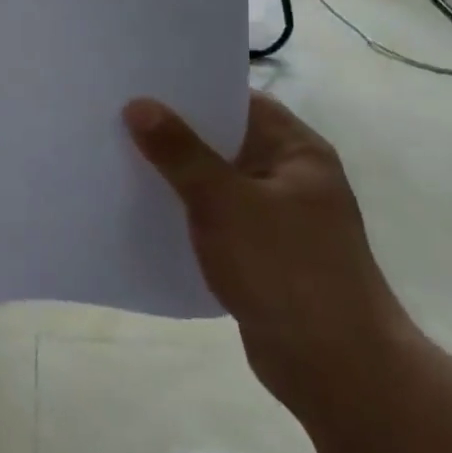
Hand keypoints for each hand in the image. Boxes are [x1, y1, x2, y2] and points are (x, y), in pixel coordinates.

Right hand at [123, 88, 413, 420]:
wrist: (336, 369)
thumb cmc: (286, 270)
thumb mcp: (225, 203)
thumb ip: (180, 152)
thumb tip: (138, 104)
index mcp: (295, 150)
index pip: (237, 101)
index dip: (189, 90)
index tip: (138, 83)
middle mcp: (289, 175)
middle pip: (222, 140)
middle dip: (173, 133)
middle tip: (114, 119)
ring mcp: (278, 217)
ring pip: (215, 181)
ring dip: (175, 175)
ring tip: (118, 159)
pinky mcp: (262, 253)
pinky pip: (216, 218)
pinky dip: (186, 212)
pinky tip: (144, 211)